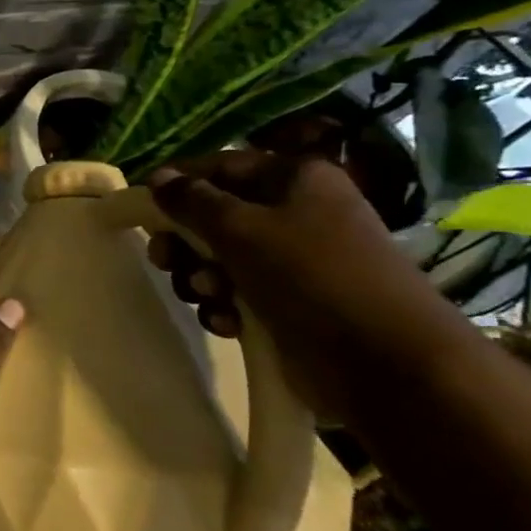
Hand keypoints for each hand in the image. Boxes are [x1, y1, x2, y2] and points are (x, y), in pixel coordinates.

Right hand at [144, 150, 474, 421]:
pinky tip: (228, 324)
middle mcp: (296, 212)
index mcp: (295, 179)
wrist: (388, 364)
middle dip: (185, 242)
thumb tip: (156, 177)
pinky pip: (237, 294)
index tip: (142, 206)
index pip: (220, 166)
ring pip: (219, 258)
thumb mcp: (241, 229)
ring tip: (210, 298)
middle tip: (166, 261)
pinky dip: (225, 307)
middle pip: (214, 215)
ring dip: (201, 279)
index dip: (177, 183)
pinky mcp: (290, 303)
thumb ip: (191, 200)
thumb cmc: (312, 277)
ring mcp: (295, 260)